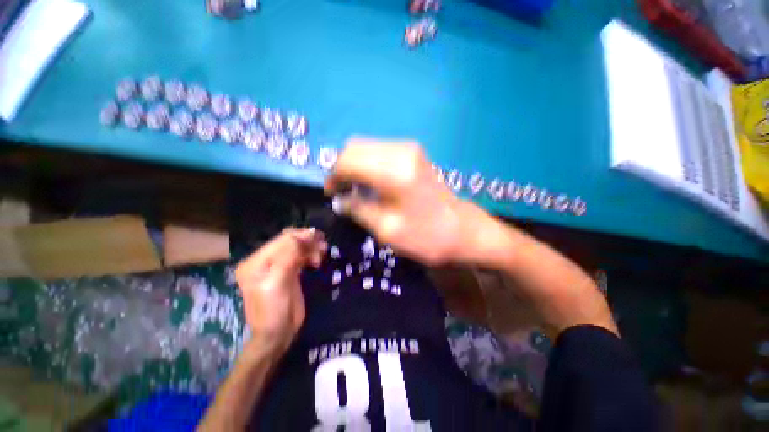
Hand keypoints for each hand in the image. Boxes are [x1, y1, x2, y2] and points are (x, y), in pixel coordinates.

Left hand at [235, 228, 326, 352]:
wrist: (278, 334)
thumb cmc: (274, 310)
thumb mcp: (278, 282)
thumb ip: (288, 256)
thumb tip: (303, 236)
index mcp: (256, 262)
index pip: (281, 240)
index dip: (301, 236)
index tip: (319, 238)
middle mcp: (264, 261)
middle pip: (289, 242)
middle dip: (307, 242)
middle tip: (324, 246)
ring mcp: (277, 266)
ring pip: (297, 249)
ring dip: (311, 248)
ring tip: (322, 254)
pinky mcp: (288, 271)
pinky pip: (300, 257)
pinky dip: (310, 255)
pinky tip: (317, 261)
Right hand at [325, 138, 485, 265]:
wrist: (462, 231)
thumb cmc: (425, 236)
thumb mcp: (386, 230)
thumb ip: (358, 210)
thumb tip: (339, 200)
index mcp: (394, 172)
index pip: (348, 161)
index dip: (334, 176)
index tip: (332, 194)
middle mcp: (400, 151)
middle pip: (355, 147)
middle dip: (342, 168)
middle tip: (342, 191)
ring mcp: (409, 148)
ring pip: (366, 146)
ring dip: (355, 165)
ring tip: (355, 188)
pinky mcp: (414, 153)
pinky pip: (380, 150)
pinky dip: (368, 163)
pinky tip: (371, 181)